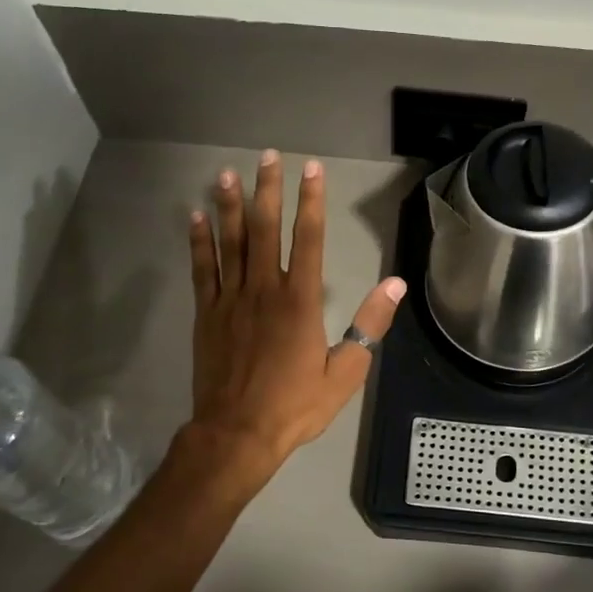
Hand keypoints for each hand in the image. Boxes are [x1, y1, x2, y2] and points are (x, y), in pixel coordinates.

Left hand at [187, 150, 405, 487]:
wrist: (237, 434)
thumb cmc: (295, 405)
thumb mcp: (345, 372)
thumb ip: (370, 324)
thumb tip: (395, 284)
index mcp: (300, 301)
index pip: (308, 239)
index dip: (311, 201)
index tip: (312, 170)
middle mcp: (264, 289)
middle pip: (265, 229)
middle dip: (268, 190)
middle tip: (269, 156)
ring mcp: (231, 299)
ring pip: (230, 242)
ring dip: (229, 205)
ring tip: (228, 173)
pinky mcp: (207, 314)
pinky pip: (202, 269)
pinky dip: (199, 241)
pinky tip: (197, 216)